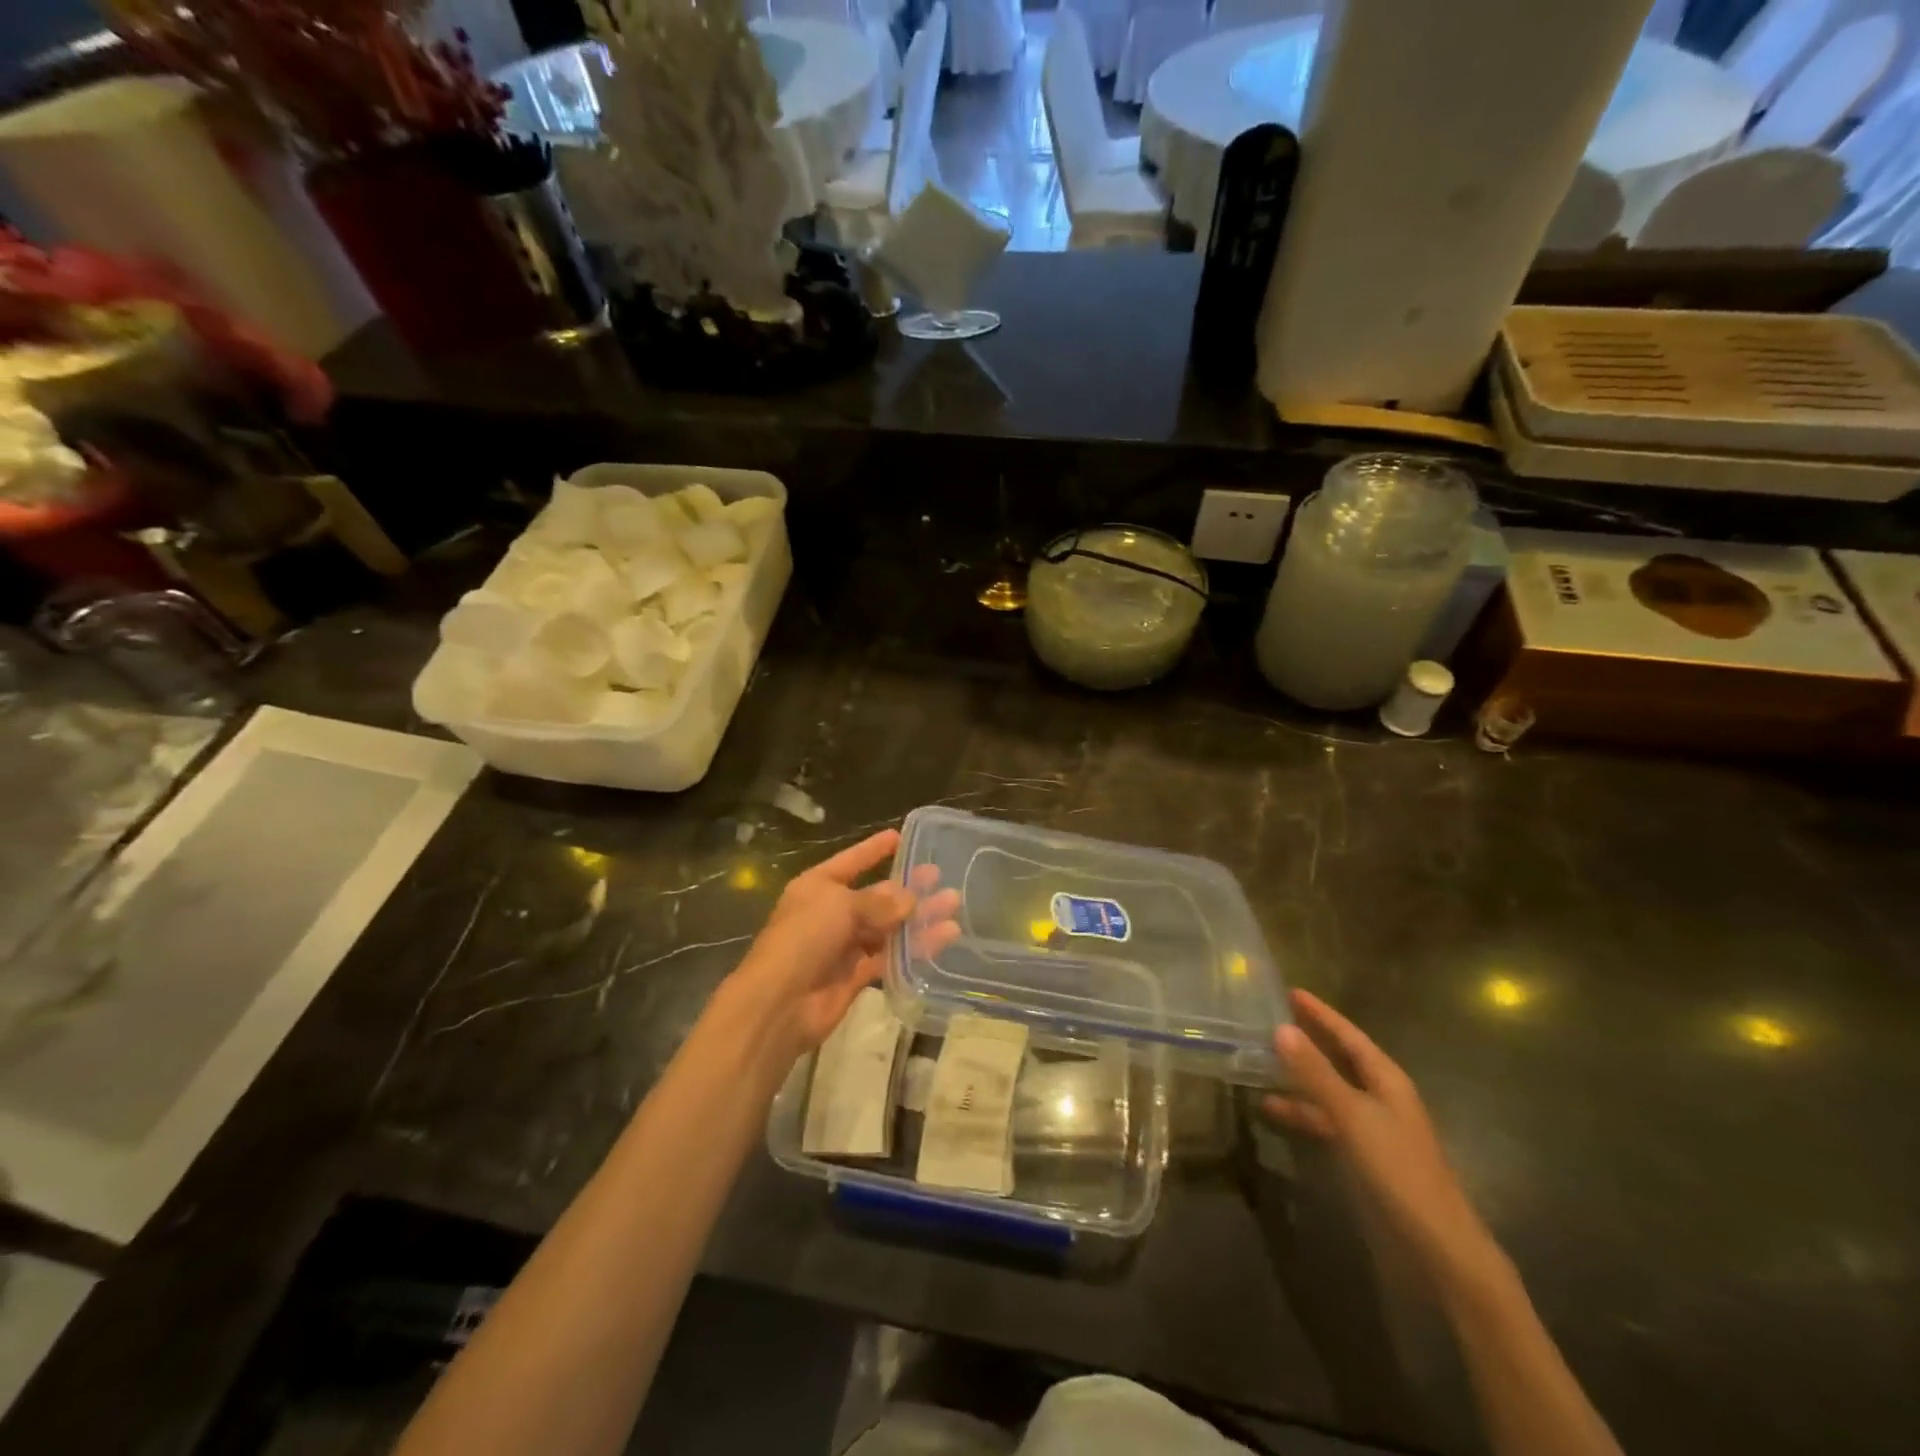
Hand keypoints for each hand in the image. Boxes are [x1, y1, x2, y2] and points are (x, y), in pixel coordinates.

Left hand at [733, 828, 959, 1059]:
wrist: (780, 1002)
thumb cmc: (804, 938)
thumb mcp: (841, 906)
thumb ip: (880, 903)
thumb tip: (911, 899)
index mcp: (818, 887)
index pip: (852, 861)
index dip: (874, 849)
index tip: (900, 837)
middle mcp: (831, 913)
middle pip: (876, 896)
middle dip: (907, 887)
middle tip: (939, 876)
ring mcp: (844, 946)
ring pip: (887, 927)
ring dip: (918, 918)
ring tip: (952, 905)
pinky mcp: (856, 975)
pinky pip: (890, 956)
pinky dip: (915, 948)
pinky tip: (943, 938)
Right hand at [1264, 989, 1502, 1288]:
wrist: (1438, 1248)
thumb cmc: (1399, 1171)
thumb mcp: (1353, 1116)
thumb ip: (1315, 1073)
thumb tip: (1280, 1027)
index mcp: (1387, 1080)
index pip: (1348, 1035)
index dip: (1321, 1013)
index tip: (1290, 991)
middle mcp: (1380, 1096)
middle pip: (1338, 1058)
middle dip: (1307, 1039)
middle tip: (1269, 1019)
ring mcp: (1372, 1127)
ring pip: (1328, 1089)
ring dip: (1298, 1077)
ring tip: (1258, 1062)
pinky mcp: (1363, 1154)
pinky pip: (1325, 1119)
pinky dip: (1301, 1111)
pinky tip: (1273, 1110)